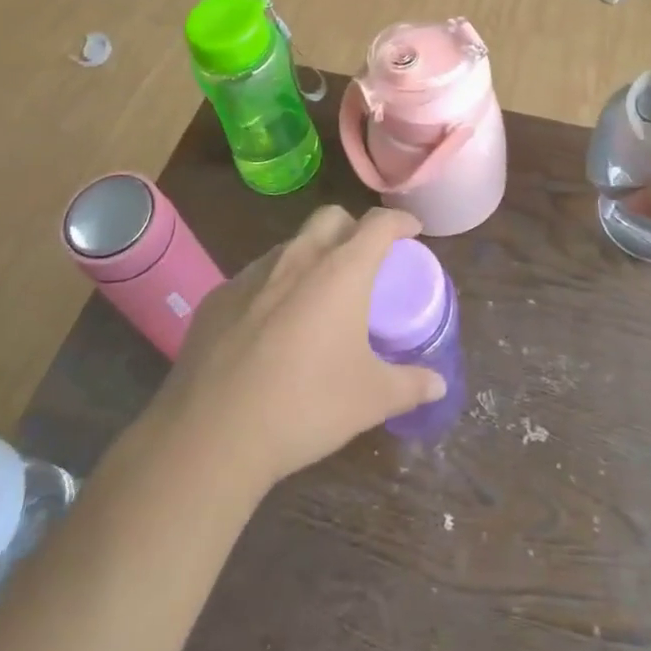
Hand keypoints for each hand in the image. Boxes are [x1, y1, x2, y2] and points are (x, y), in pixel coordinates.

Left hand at [151, 206, 444, 489]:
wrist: (212, 433)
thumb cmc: (306, 406)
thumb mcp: (370, 400)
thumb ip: (410, 386)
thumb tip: (438, 384)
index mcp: (340, 271)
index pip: (377, 224)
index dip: (399, 221)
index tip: (411, 230)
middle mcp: (297, 258)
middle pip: (331, 217)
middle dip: (353, 227)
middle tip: (365, 259)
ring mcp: (252, 274)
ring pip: (290, 245)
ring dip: (311, 256)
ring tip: (318, 295)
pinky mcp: (218, 297)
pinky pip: (255, 277)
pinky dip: (274, 287)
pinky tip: (271, 327)